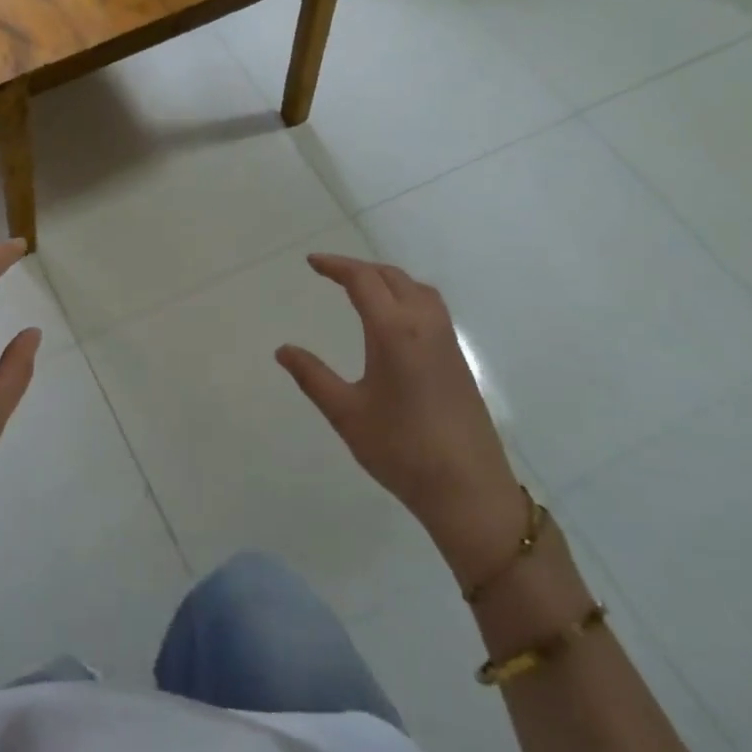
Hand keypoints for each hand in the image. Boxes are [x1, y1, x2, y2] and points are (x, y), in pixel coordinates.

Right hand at [276, 254, 527, 584]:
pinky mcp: (457, 360)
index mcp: (394, 331)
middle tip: (330, 273)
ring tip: (362, 289)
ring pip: (417, 289)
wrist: (467, 488)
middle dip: (360, 269)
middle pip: (392, 277)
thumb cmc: (401, 449)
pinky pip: (431, 308)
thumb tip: (283, 350)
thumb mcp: (346, 413)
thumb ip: (312, 376)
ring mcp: (446, 341)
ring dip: (388, 279)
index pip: (363, 281)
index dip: (336, 266)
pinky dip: (407, 296)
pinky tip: (394, 321)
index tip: (312, 263)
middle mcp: (424, 325)